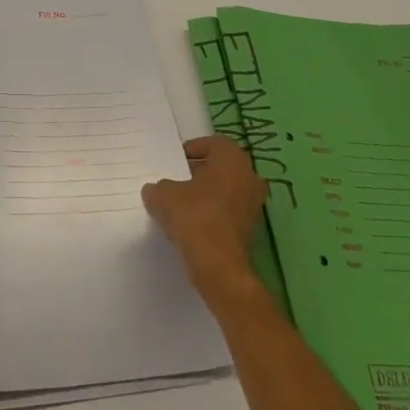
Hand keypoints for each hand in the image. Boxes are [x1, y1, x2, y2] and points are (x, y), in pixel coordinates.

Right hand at [142, 136, 265, 293]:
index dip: (194, 149)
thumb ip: (158, 187)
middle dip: (200, 172)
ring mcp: (253, 204)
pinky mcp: (251, 229)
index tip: (177, 161)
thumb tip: (156, 190)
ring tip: (181, 203)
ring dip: (206, 194)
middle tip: (178, 180)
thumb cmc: (194, 217)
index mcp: (232, 159)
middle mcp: (249, 177)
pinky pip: (228, 211)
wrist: (219, 266)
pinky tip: (192, 223)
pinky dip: (213, 213)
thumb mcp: (163, 195)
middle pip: (221, 167)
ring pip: (226, 190)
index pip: (214, 143)